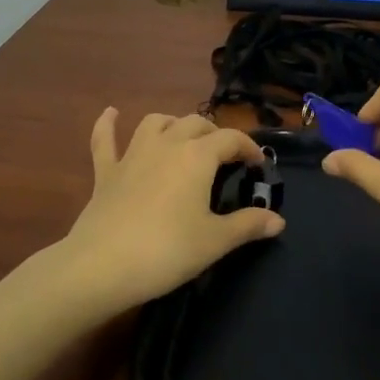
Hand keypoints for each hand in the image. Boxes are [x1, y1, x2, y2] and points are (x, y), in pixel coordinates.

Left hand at [58, 109, 283, 313]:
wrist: (101, 266)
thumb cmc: (167, 251)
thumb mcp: (215, 241)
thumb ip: (248, 225)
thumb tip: (278, 220)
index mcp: (197, 156)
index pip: (231, 138)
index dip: (249, 147)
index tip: (259, 166)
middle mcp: (167, 144)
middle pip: (196, 123)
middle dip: (215, 134)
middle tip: (226, 158)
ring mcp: (132, 154)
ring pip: (156, 122)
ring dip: (174, 124)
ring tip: (184, 137)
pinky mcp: (106, 172)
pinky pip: (104, 139)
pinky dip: (108, 124)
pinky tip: (111, 113)